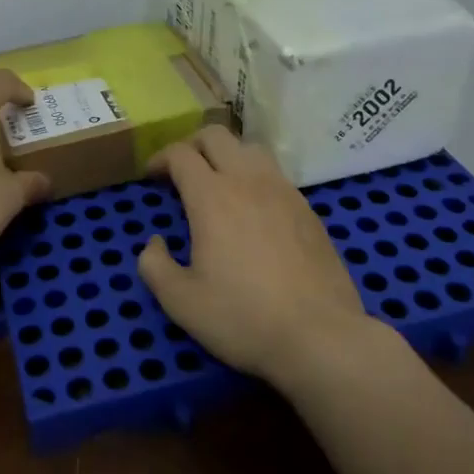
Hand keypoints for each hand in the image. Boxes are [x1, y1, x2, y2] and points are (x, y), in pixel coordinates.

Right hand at [138, 125, 372, 385]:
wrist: (322, 337)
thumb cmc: (244, 318)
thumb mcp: (182, 302)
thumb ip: (154, 267)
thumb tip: (154, 243)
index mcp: (212, 196)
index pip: (180, 154)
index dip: (160, 158)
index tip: (152, 177)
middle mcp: (247, 181)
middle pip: (216, 136)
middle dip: (192, 145)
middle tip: (181, 171)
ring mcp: (283, 191)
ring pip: (250, 149)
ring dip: (227, 155)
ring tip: (219, 183)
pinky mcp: (308, 209)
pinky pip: (275, 175)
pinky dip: (255, 178)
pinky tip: (254, 210)